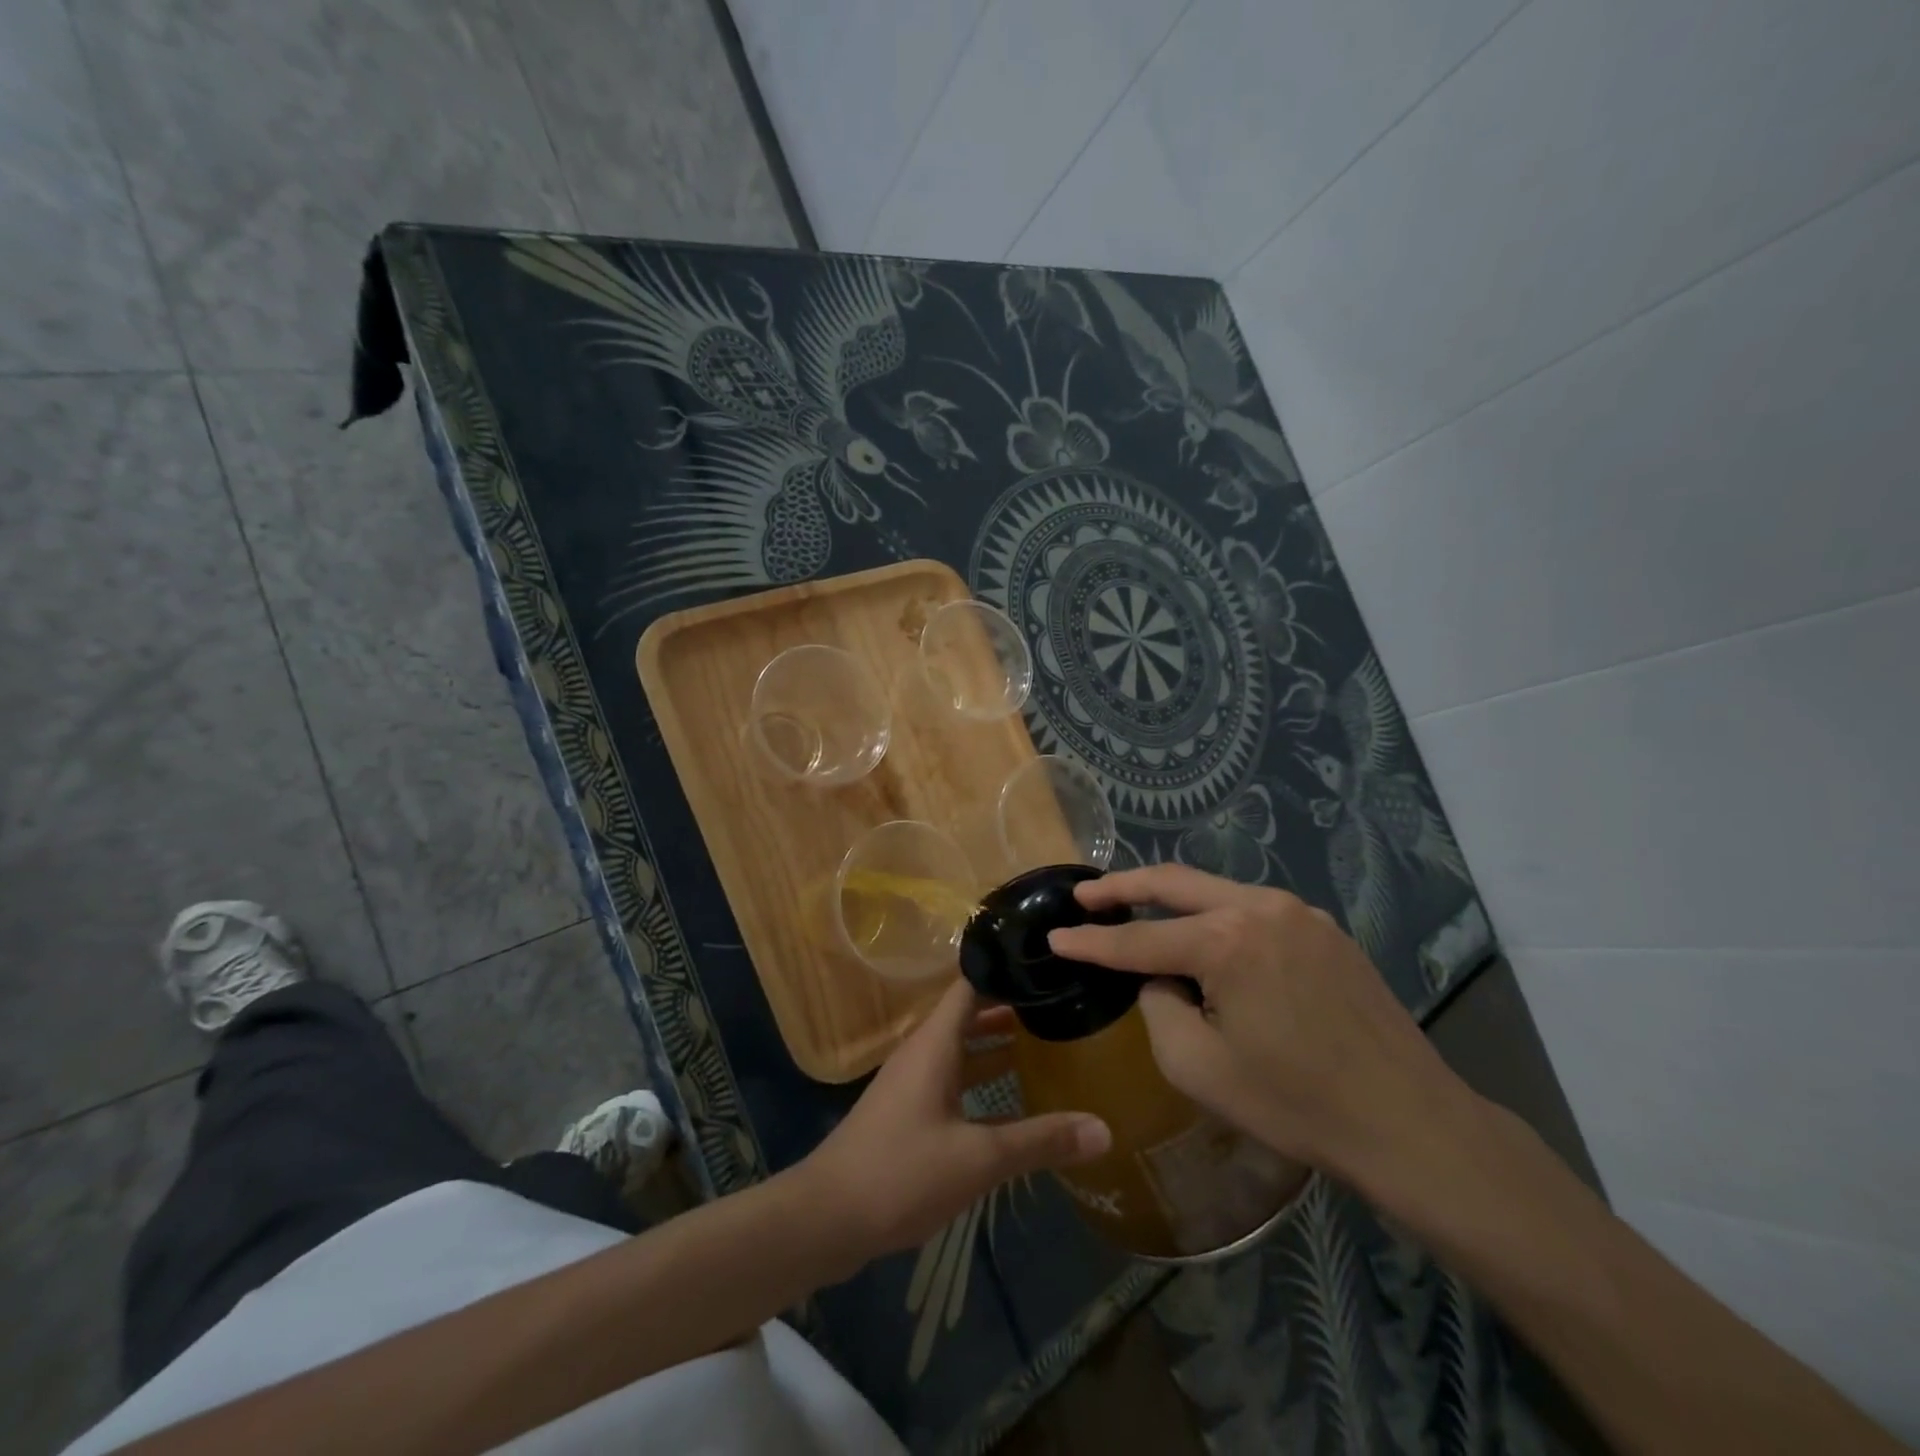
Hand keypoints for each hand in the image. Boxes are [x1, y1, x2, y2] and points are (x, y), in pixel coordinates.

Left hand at [799, 979, 1111, 1263]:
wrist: (826, 1218)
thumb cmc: (901, 1172)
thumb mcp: (978, 1159)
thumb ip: (1039, 1141)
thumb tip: (1104, 1129)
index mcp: (935, 1043)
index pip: (970, 984)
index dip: (1004, 968)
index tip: (1044, 961)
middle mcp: (923, 1052)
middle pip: (970, 1015)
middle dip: (1011, 1007)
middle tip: (1059, 1002)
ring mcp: (913, 1082)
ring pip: (962, 1049)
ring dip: (998, 1045)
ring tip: (1048, 1042)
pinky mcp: (908, 1112)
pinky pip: (953, 1079)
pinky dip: (983, 1079)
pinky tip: (1014, 1100)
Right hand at [1047, 864, 1466, 1181]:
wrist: (1408, 1122)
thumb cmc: (1294, 1103)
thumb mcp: (1198, 1067)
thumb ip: (1159, 1007)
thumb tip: (1161, 979)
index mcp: (1226, 941)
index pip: (1139, 939)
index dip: (1091, 941)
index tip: (1056, 935)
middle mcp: (1261, 907)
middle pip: (1174, 883)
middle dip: (1123, 886)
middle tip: (1086, 896)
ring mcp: (1299, 913)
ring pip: (1215, 891)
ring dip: (1171, 899)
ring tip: (1136, 911)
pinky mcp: (1325, 929)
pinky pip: (1253, 910)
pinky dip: (1216, 917)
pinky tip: (1206, 940)